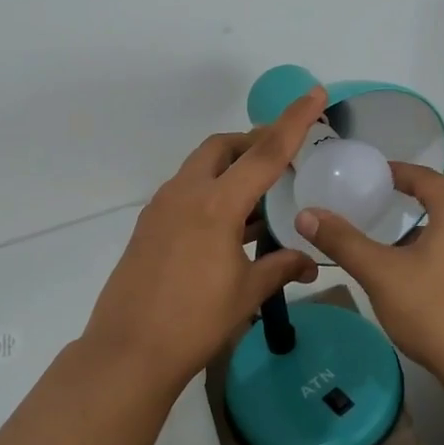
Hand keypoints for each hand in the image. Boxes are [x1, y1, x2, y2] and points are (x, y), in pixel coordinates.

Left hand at [79, 87, 326, 390]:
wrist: (129, 351)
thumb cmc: (195, 322)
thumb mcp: (246, 294)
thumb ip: (280, 268)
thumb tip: (309, 262)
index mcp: (216, 204)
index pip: (265, 153)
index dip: (293, 121)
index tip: (314, 93)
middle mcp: (185, 194)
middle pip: (222, 147)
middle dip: (252, 142)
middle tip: (281, 155)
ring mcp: (161, 207)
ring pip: (200, 167)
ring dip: (229, 168)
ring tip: (258, 194)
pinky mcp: (148, 224)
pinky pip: (185, 191)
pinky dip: (210, 191)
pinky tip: (226, 224)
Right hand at [294, 165, 443, 397]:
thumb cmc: (435, 311)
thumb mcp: (380, 274)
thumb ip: (342, 241)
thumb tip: (306, 214)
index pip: (423, 175)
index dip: (394, 172)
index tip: (368, 176)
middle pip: (443, 194)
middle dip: (411, 193)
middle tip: (378, 198)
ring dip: (427, 220)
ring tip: (394, 231)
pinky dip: (441, 243)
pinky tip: (419, 267)